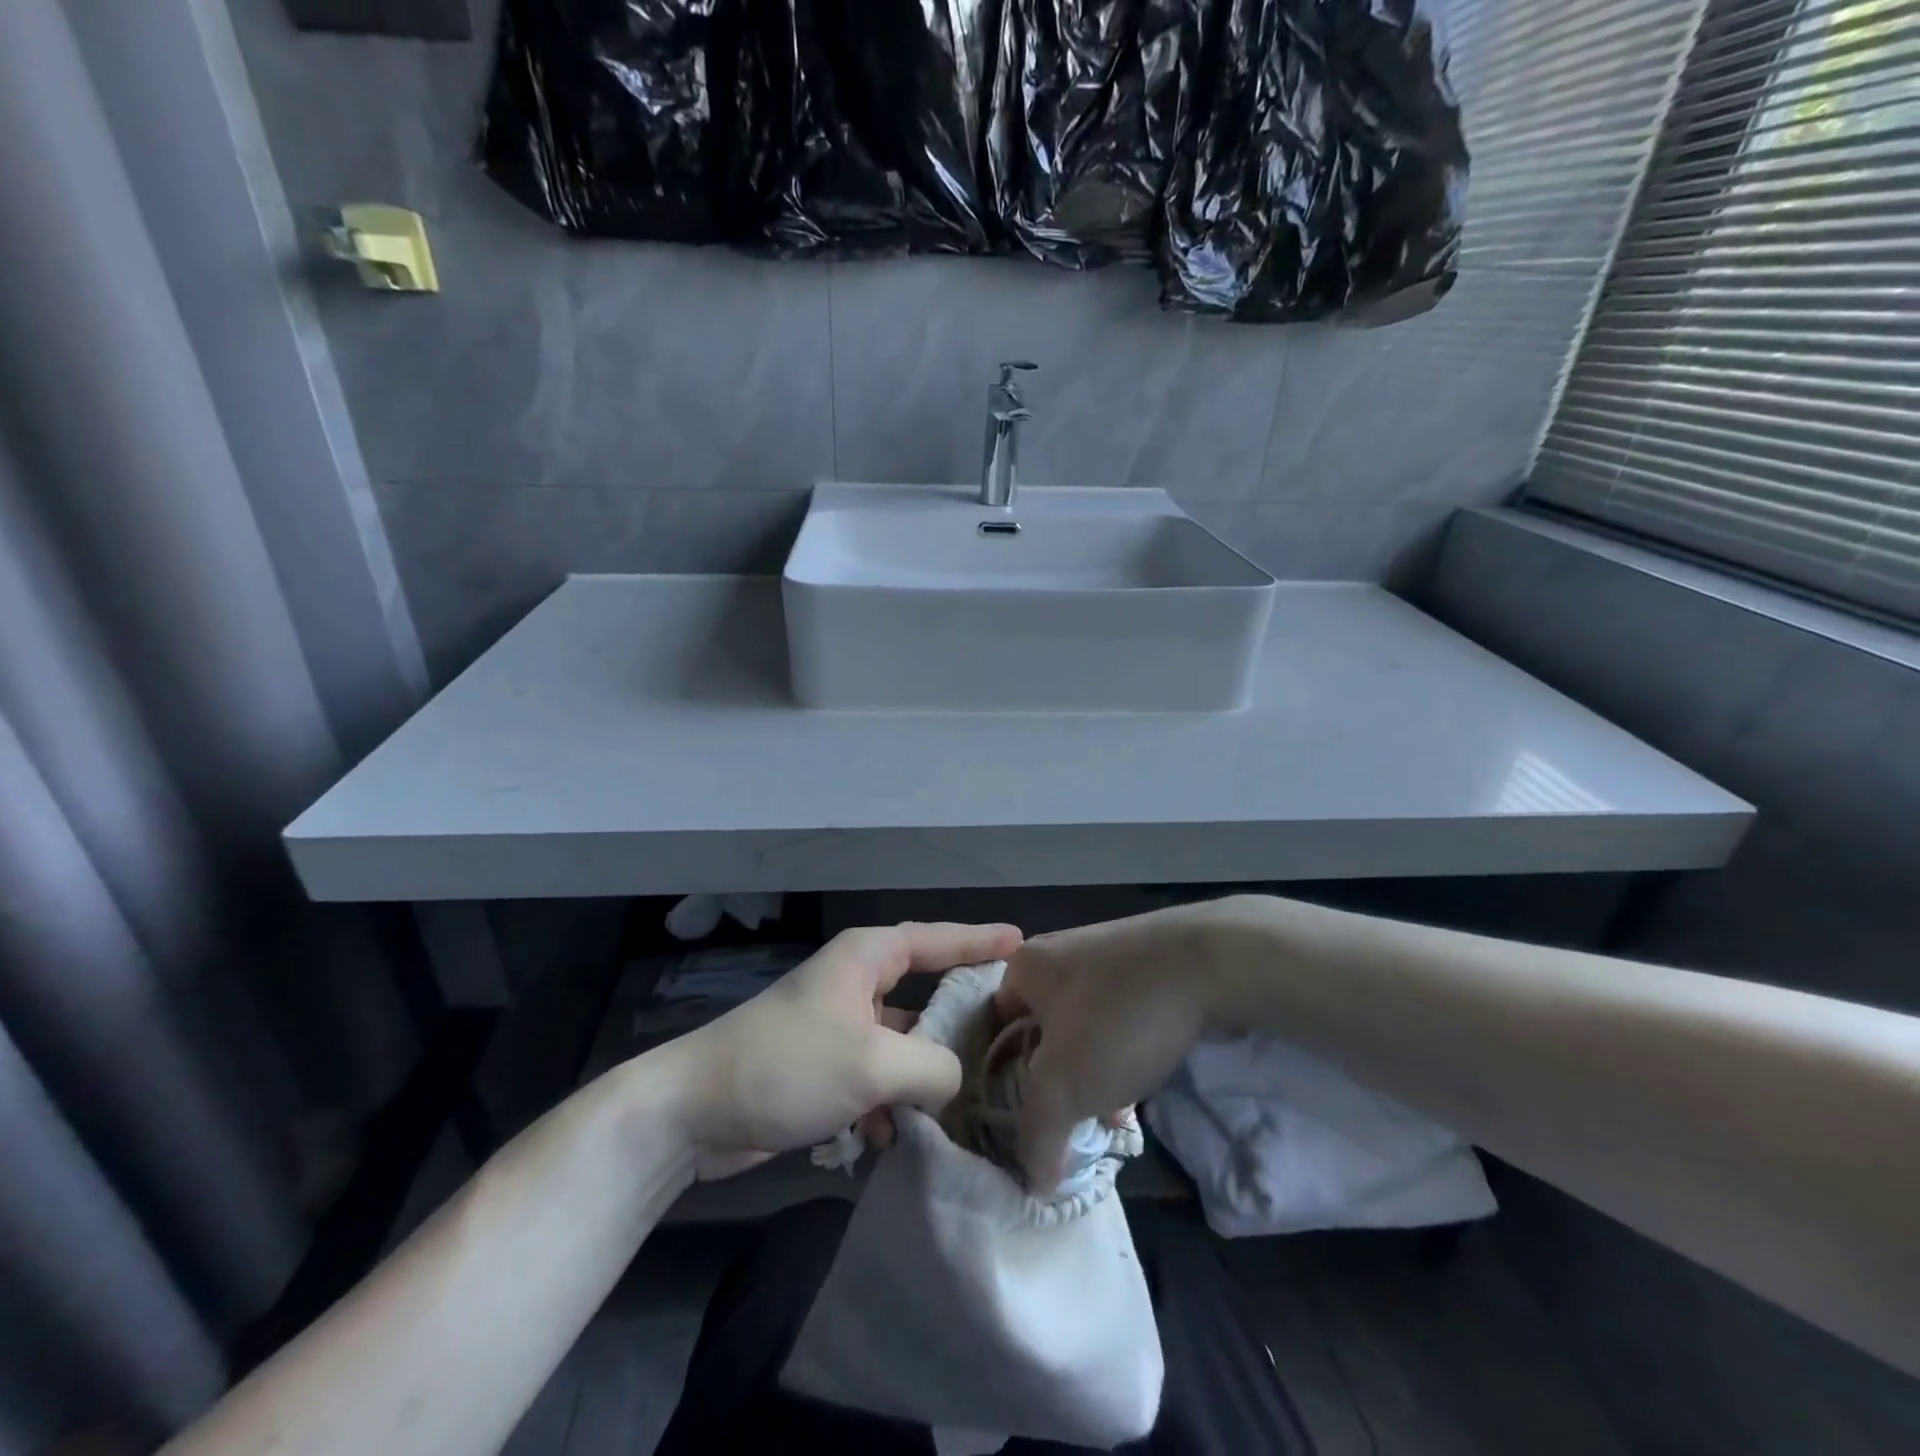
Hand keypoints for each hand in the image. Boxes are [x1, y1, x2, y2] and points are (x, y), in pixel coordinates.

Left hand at [675, 921, 1022, 1180]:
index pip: (938, 939)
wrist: (694, 1112)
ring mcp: (839, 1028)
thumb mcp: (874, 1063)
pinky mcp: (824, 1069)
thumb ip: (934, 1067)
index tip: (1022, 942)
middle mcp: (856, 984)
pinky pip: (876, 1079)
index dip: (981, 940)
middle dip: (959, 1021)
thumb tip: (955, 1080)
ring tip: (962, 1108)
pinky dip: (887, 1105)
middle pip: (925, 994)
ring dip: (922, 1078)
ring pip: (902, 1045)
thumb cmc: (789, 1064)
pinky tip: (888, 1138)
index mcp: (867, 958)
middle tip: (1009, 1036)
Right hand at [995, 902, 1227, 1189]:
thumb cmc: (1117, 1018)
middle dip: (1051, 1081)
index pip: (992, 1028)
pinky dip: (1119, 1053)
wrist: (1208, 962)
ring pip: (1081, 1028)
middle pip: (1038, 1030)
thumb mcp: (1062, 1087)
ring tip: (1107, 1116)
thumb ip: (1037, 1136)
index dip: (997, 1078)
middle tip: (1064, 1123)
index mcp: (1024, 966)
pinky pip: (1116, 1018)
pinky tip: (1139, 1087)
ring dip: (1088, 1073)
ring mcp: (1103, 955)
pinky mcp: (1143, 964)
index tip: (1014, 1121)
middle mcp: (1057, 953)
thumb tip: (1035, 1183)